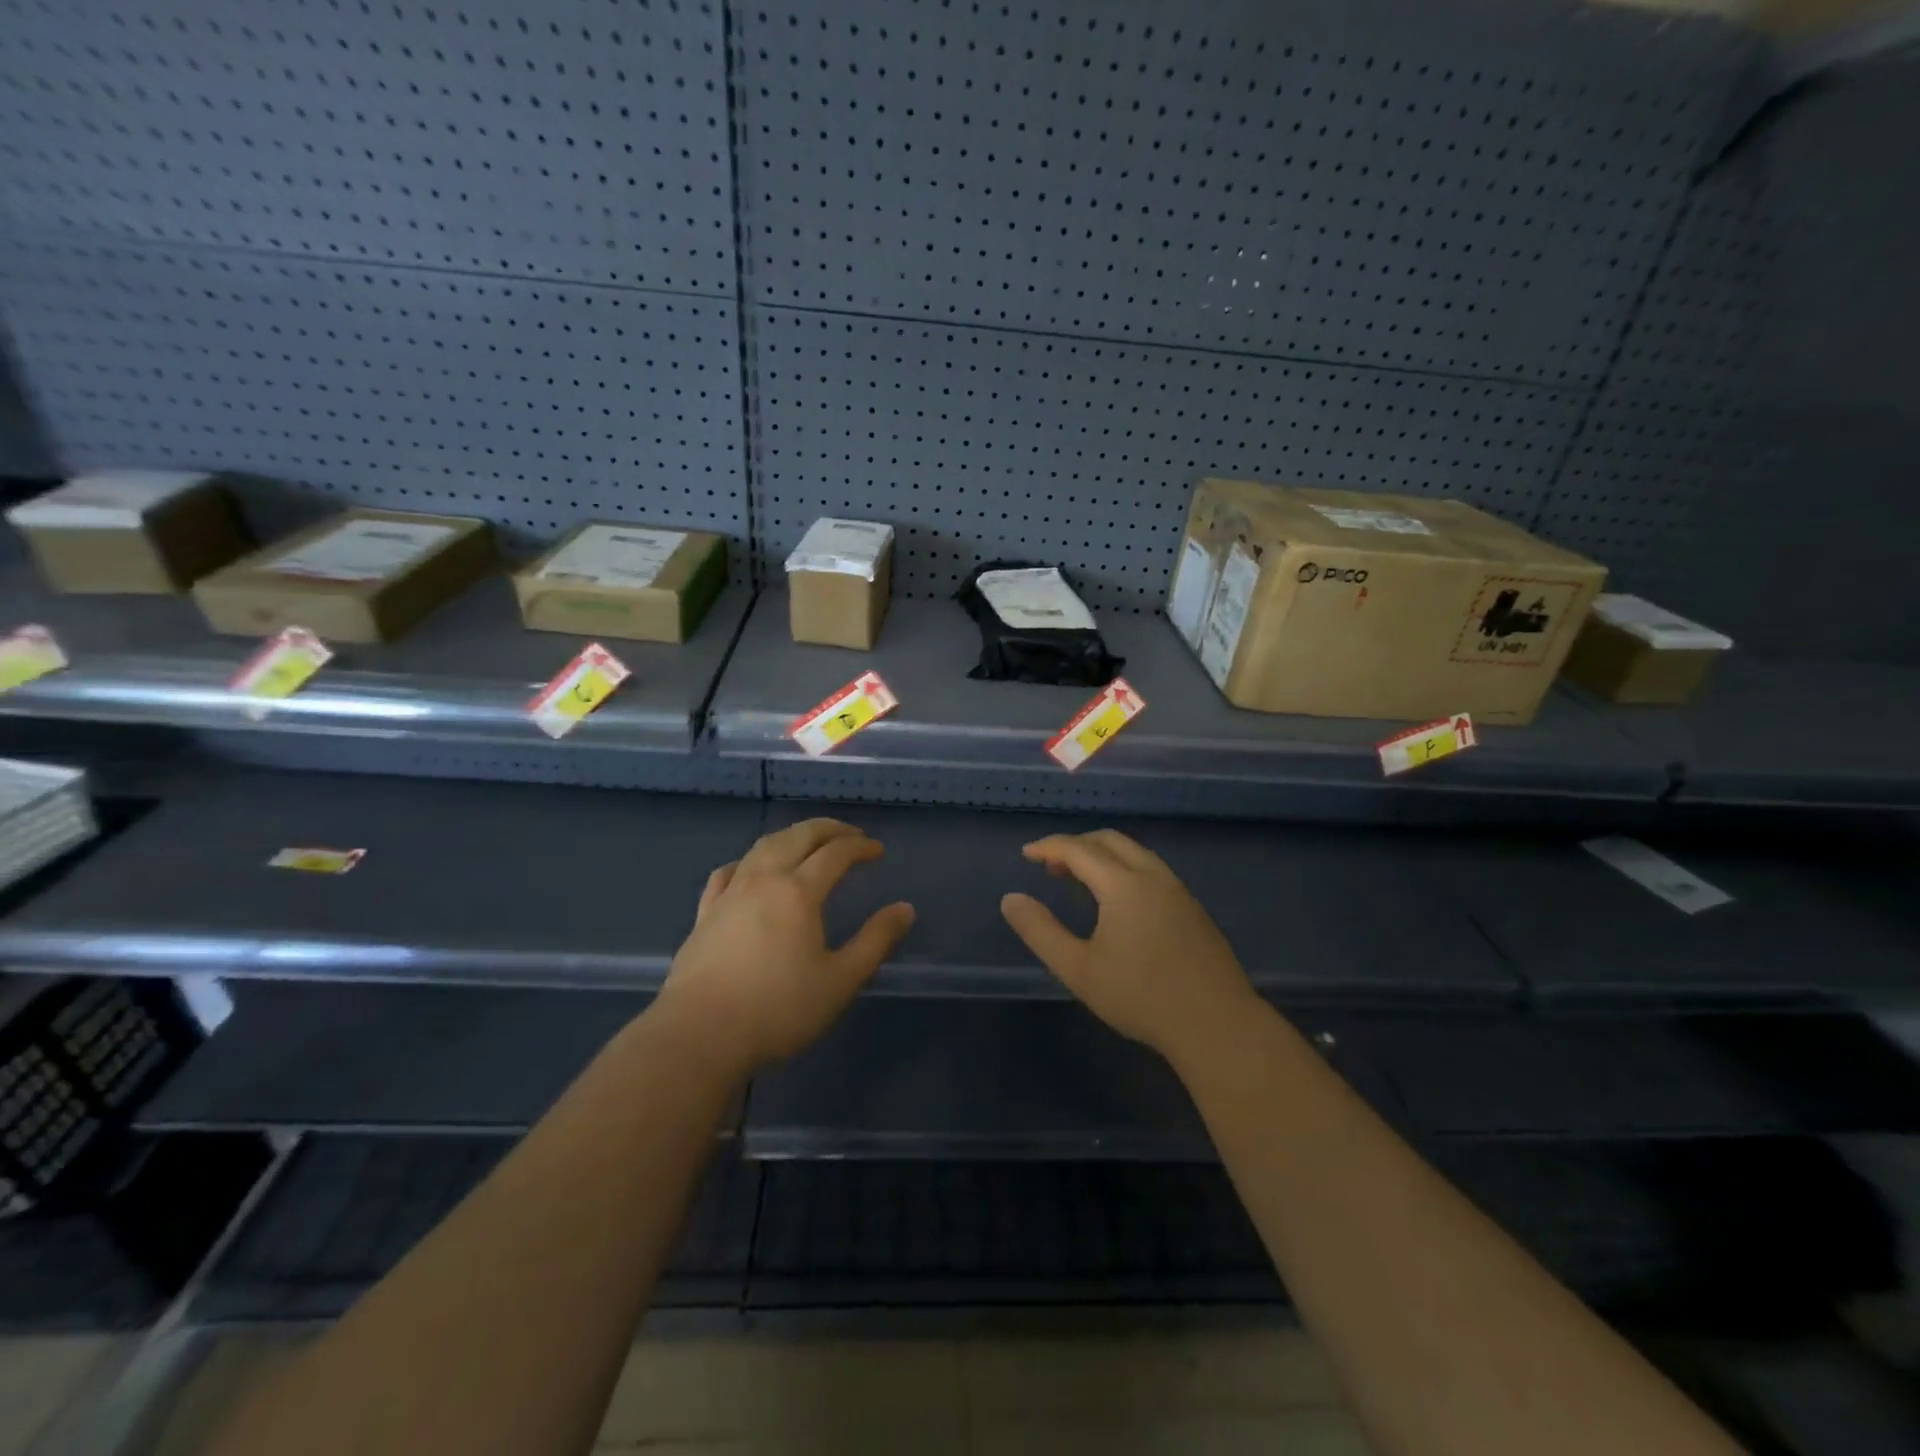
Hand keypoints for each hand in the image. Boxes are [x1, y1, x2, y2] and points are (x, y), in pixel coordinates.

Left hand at [657, 818, 913, 1077]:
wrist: (699, 1036)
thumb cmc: (778, 1010)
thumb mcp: (840, 981)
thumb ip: (875, 941)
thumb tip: (905, 909)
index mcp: (799, 892)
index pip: (835, 854)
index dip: (860, 847)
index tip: (877, 850)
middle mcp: (763, 880)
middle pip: (798, 837)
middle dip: (827, 829)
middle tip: (849, 833)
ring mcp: (729, 895)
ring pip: (762, 847)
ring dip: (790, 836)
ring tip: (807, 842)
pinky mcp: (704, 914)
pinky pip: (727, 872)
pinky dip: (747, 861)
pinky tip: (749, 869)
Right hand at [1000, 830, 1257, 1065]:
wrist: (1217, 1025)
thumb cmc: (1141, 997)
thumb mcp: (1078, 969)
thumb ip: (1040, 931)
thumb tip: (1011, 899)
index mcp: (1124, 884)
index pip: (1079, 849)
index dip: (1049, 847)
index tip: (1026, 854)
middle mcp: (1153, 876)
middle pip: (1110, 841)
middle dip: (1076, 845)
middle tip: (1050, 866)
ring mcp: (1179, 891)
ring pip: (1135, 853)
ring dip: (1102, 856)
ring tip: (1079, 881)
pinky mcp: (1193, 909)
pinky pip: (1151, 870)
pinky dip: (1124, 868)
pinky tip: (1118, 902)